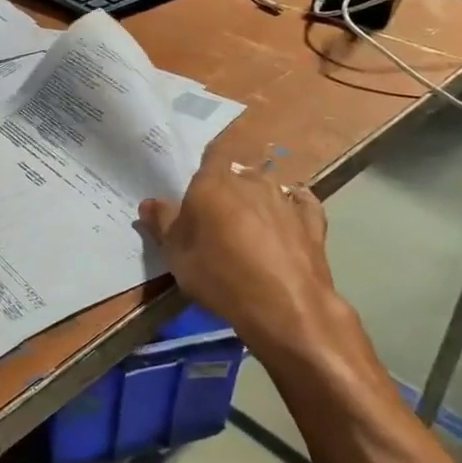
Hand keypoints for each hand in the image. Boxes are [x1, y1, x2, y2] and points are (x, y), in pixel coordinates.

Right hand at [137, 146, 354, 369]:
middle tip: (217, 220)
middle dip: (227, 191)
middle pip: (236, 175)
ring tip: (249, 230)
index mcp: (213, 181)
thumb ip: (162, 223)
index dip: (203, 172)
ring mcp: (285, 198)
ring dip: (257, 202)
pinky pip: (299, 205)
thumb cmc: (219, 275)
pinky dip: (292, 210)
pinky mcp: (312, 220)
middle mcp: (251, 180)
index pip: (208, 157)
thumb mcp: (176, 255)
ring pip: (267, 189)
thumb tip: (149, 203)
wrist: (284, 306)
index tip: (196, 195)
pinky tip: (287, 223)